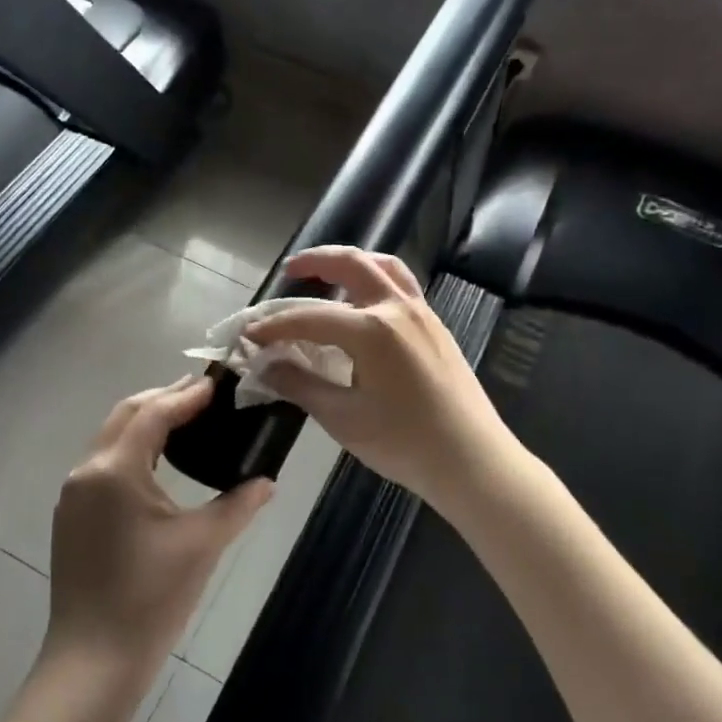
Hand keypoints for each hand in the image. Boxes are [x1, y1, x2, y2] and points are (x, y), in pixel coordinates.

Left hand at [46, 376, 273, 675]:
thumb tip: (268, 481)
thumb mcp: (202, 544)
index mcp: (115, 470)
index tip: (218, 384)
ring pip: (111, 437)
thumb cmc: (151, 598)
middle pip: (126, 414)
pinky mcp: (72, 515)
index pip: (153, 413)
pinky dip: (132, 447)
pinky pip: (103, 462)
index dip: (186, 395)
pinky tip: (158, 459)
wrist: (94, 661)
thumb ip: (238, 504)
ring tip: (187, 418)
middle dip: (164, 398)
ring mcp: (74, 494)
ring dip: (146, 420)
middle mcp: (87, 471)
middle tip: (205, 395)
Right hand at [245, 246, 520, 506]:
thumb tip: (267, 366)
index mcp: (372, 330)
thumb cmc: (405, 443)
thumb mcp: (343, 418)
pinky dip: (375, 278)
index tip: (249, 334)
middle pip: (352, 264)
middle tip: (290, 271)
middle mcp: (397, 308)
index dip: (275, 326)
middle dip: (316, 261)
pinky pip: (402, 285)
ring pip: (384, 267)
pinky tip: (363, 303)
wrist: (472, 460)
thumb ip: (301, 385)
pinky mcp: (435, 326)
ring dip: (351, 262)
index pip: (310, 317)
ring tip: (328, 273)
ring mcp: (422, 314)